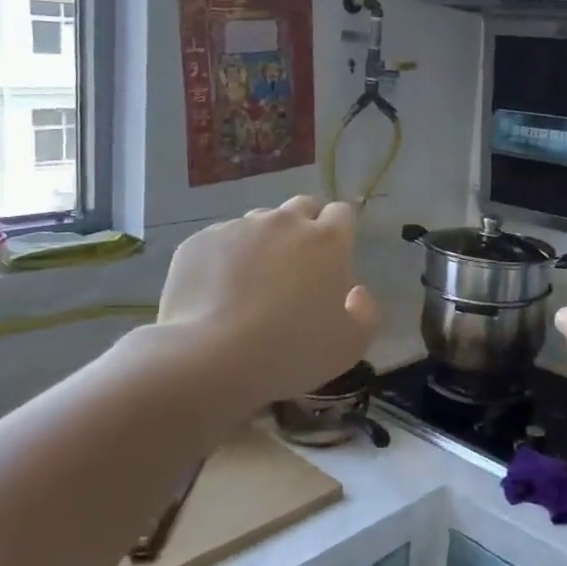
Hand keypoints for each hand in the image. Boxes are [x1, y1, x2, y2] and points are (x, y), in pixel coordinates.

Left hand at [157, 196, 379, 407]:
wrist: (211, 357)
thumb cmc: (292, 351)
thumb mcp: (351, 345)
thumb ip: (366, 312)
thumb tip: (356, 291)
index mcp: (327, 240)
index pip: (340, 213)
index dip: (338, 233)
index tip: (331, 261)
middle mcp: (284, 222)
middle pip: (301, 207)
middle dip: (303, 228)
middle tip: (295, 269)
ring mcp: (238, 228)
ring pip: (258, 223)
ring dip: (263, 242)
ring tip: (252, 283)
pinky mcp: (200, 241)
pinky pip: (220, 242)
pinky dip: (224, 259)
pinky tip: (218, 293)